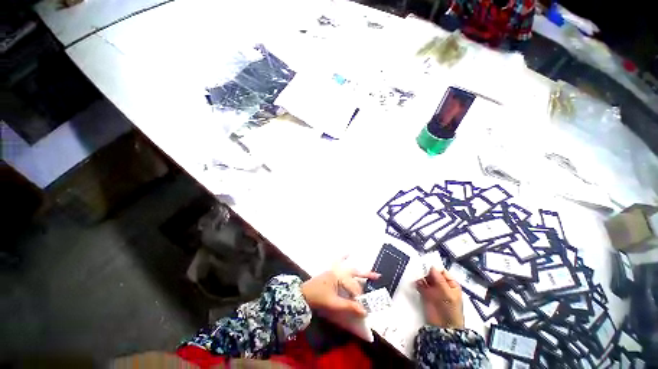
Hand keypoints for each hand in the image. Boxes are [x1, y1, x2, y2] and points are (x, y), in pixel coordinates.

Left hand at [301, 260, 379, 317]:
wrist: (303, 294)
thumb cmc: (318, 298)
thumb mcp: (334, 304)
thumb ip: (349, 306)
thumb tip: (364, 311)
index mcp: (339, 277)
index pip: (354, 287)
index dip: (359, 298)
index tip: (363, 308)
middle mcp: (338, 271)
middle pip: (354, 273)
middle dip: (366, 275)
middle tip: (378, 276)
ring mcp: (334, 270)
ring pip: (349, 268)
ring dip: (359, 269)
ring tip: (369, 269)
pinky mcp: (331, 271)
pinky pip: (338, 261)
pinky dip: (343, 257)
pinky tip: (348, 252)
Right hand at [415, 267, 464, 328]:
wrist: (443, 327)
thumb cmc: (450, 310)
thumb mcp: (448, 294)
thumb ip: (440, 280)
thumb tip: (431, 266)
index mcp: (450, 284)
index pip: (441, 271)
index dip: (434, 267)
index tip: (425, 264)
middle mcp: (441, 284)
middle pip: (432, 274)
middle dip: (425, 270)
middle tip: (417, 266)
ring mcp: (432, 289)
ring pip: (425, 278)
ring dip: (420, 275)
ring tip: (414, 273)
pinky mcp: (424, 294)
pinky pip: (420, 285)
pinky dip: (416, 282)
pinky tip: (413, 280)